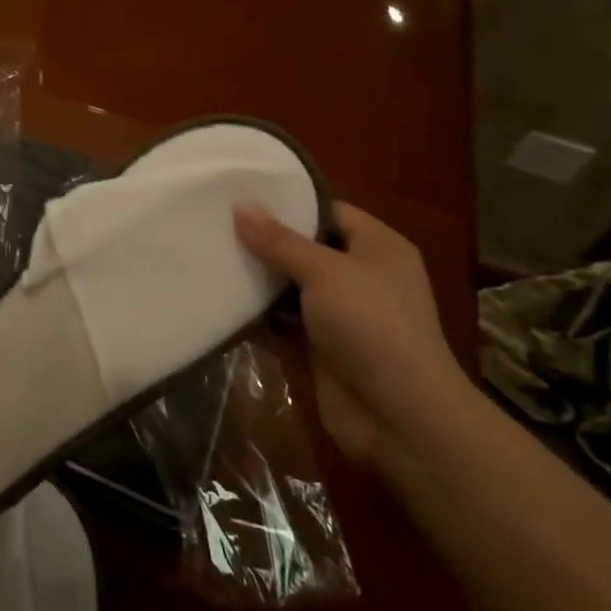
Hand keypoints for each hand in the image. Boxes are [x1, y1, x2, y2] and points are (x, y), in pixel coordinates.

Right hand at [234, 201, 467, 466]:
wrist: (400, 417)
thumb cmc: (371, 325)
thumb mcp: (324, 271)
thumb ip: (279, 240)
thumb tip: (240, 206)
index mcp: (378, 247)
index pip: (329, 211)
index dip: (289, 202)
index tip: (242, 194)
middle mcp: (362, 276)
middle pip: (306, 248)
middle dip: (266, 240)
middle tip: (217, 222)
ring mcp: (342, 314)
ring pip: (292, 285)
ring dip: (258, 277)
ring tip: (210, 254)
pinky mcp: (322, 346)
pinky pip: (284, 320)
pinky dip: (258, 313)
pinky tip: (221, 298)